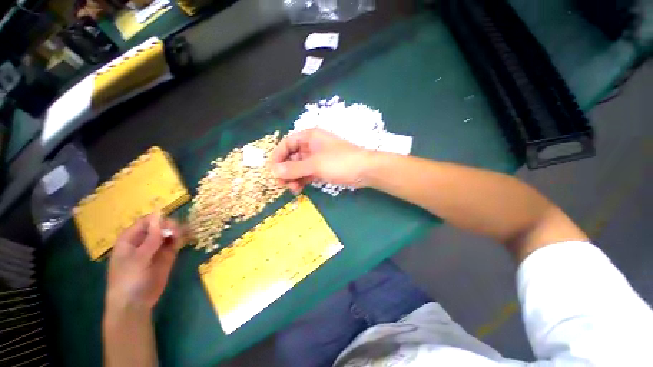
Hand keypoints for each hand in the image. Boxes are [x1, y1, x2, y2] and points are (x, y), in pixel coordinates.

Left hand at [105, 214, 183, 313]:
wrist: (135, 303)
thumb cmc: (129, 280)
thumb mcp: (138, 258)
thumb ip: (151, 238)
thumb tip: (160, 216)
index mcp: (130, 239)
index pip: (146, 222)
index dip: (158, 219)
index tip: (170, 224)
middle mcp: (144, 241)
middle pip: (159, 226)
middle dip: (169, 226)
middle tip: (177, 232)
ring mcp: (156, 248)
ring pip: (168, 233)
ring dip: (176, 232)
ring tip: (180, 237)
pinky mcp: (166, 256)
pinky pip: (174, 243)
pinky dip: (179, 239)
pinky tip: (182, 241)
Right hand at [270, 129, 370, 193]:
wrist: (365, 170)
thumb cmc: (340, 162)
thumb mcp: (315, 164)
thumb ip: (294, 168)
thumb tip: (273, 171)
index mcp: (309, 137)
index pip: (287, 143)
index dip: (277, 156)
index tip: (272, 171)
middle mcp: (311, 146)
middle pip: (291, 156)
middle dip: (286, 170)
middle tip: (282, 184)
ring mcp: (317, 158)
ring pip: (299, 167)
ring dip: (293, 177)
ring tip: (293, 189)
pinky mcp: (322, 169)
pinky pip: (307, 173)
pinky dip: (302, 180)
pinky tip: (299, 189)